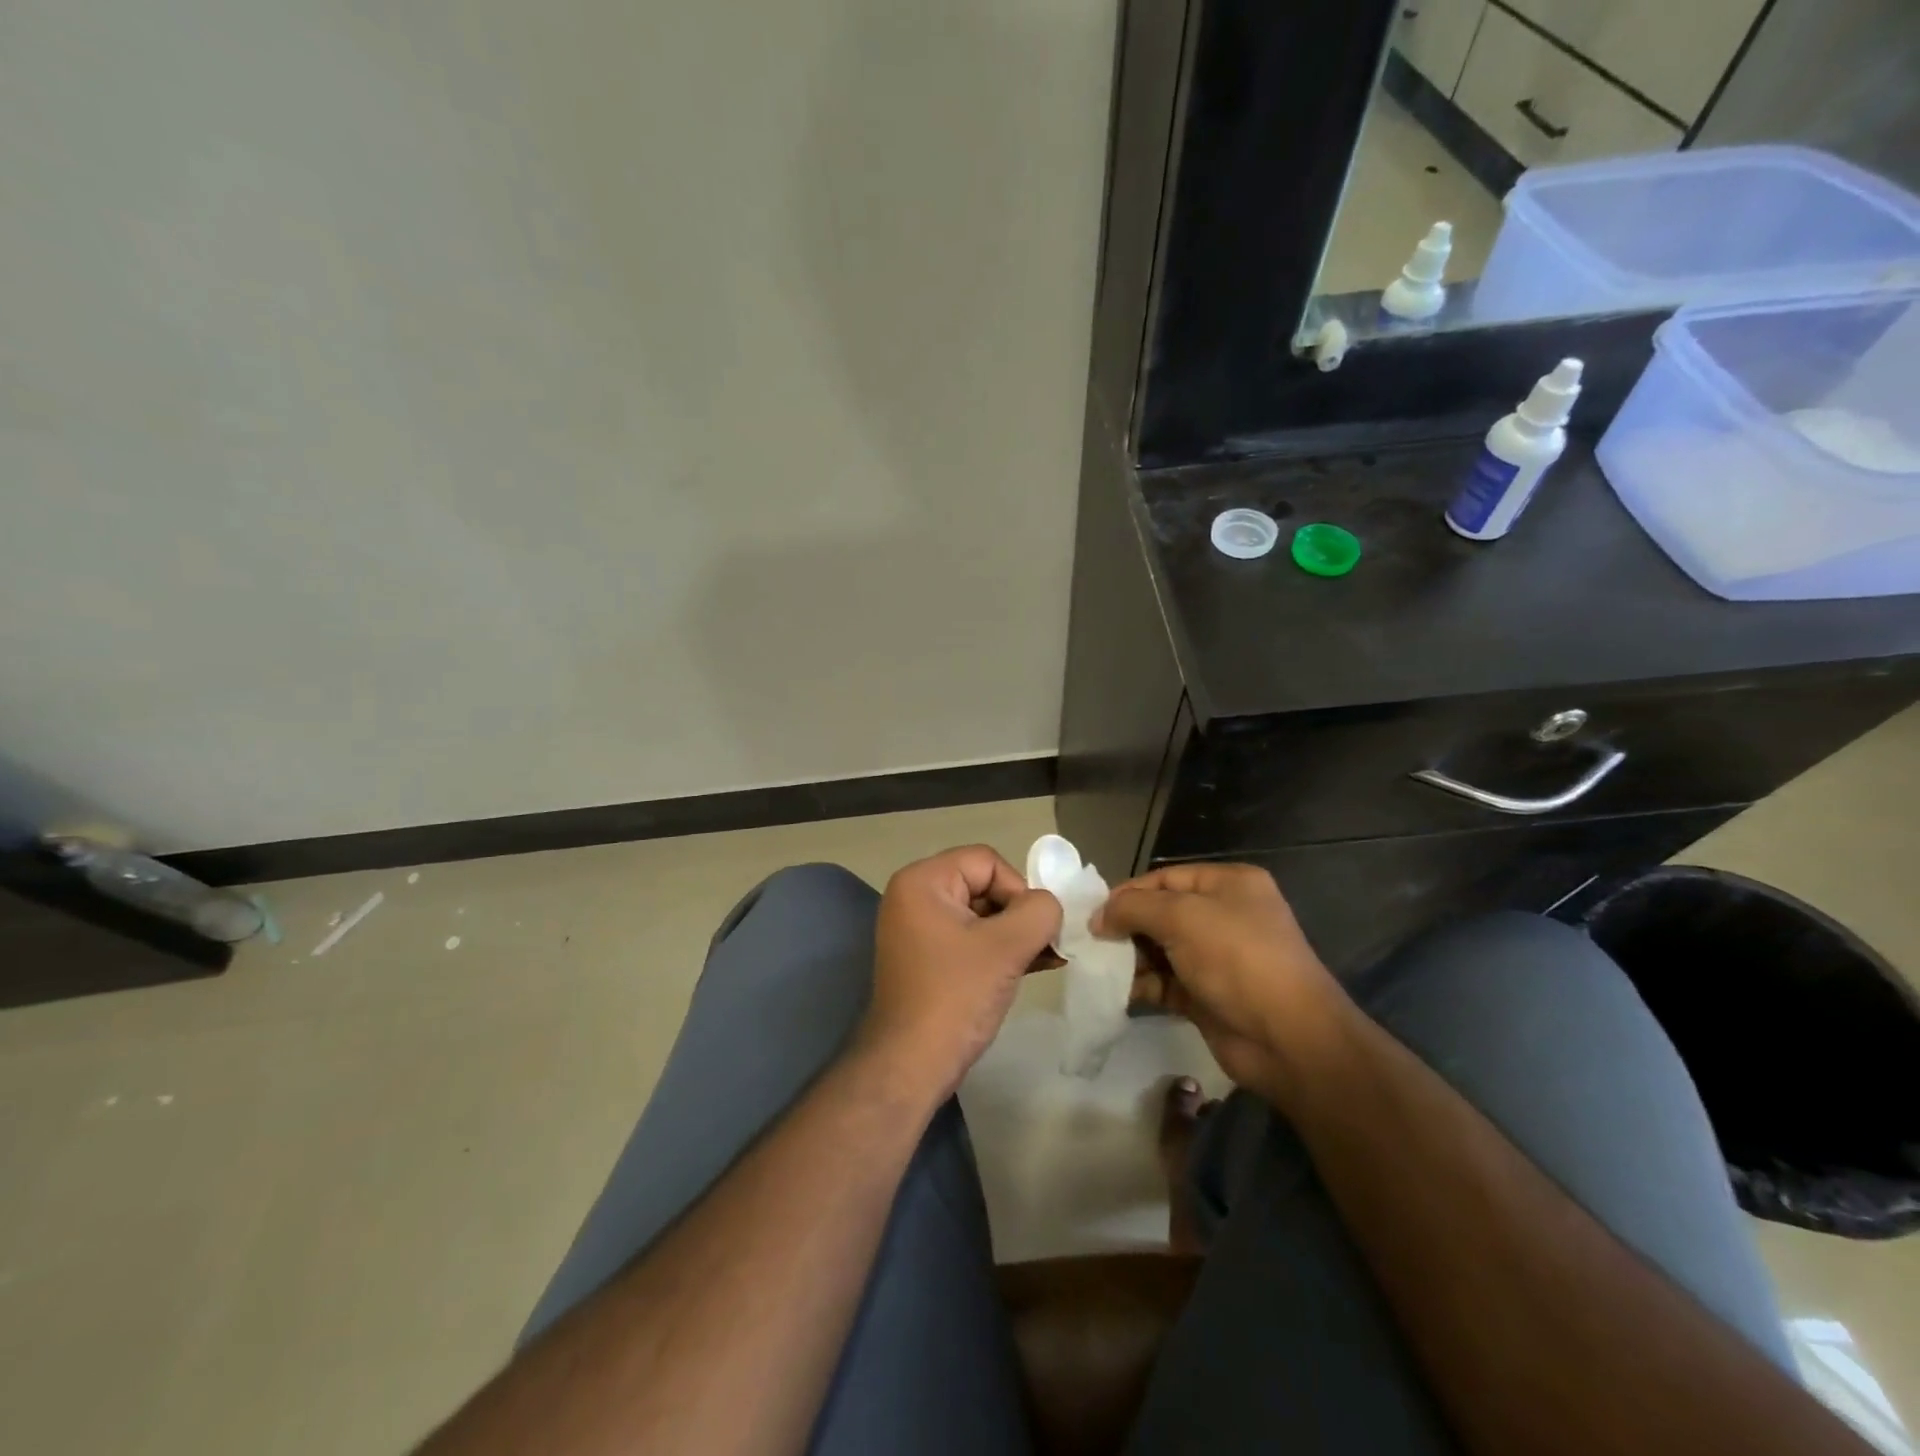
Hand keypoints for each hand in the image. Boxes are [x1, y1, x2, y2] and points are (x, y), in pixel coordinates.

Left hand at [858, 845, 1063, 1101]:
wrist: (910, 1066)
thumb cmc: (955, 997)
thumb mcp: (1005, 947)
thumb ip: (1039, 912)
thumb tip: (1049, 906)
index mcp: (922, 881)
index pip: (986, 861)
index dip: (1018, 889)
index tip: (1033, 929)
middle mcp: (914, 897)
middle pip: (983, 884)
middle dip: (1019, 914)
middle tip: (1045, 945)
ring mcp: (918, 929)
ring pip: (981, 914)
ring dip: (1015, 934)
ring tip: (1047, 958)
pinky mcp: (927, 958)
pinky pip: (970, 938)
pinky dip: (999, 949)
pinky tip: (1033, 966)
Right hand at [1094, 863, 1349, 1100]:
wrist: (1288, 1038)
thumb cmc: (1237, 959)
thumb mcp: (1181, 918)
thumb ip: (1133, 908)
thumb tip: (1099, 917)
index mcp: (1228, 884)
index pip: (1164, 878)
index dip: (1128, 893)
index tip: (1092, 914)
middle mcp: (1224, 915)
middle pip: (1161, 913)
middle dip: (1126, 927)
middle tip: (1091, 943)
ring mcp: (1217, 958)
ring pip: (1160, 949)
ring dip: (1130, 958)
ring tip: (1099, 968)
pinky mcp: (1208, 995)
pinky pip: (1166, 982)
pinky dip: (1143, 985)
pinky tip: (1118, 992)